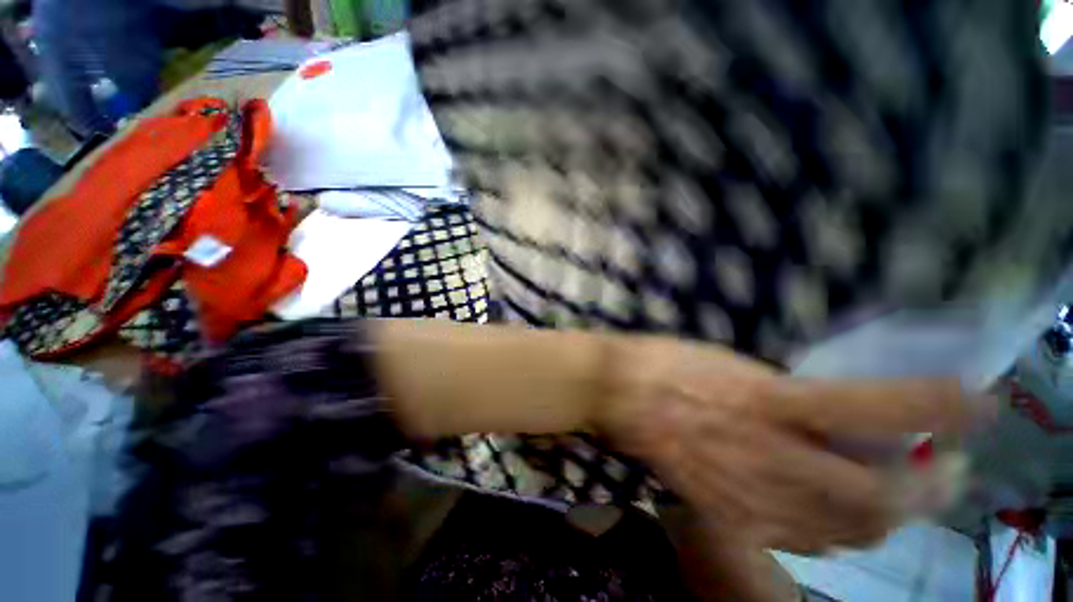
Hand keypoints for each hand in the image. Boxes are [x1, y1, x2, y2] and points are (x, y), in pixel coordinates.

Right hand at [594, 335, 988, 553]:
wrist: (617, 390)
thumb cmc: (667, 361)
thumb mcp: (730, 360)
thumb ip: (787, 391)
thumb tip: (837, 415)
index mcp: (765, 401)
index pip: (876, 409)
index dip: (939, 406)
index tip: (980, 403)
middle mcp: (766, 454)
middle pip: (877, 498)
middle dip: (928, 486)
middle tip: (943, 466)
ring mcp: (744, 493)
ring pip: (843, 533)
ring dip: (887, 517)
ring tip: (897, 495)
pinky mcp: (722, 513)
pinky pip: (795, 545)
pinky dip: (829, 537)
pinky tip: (831, 521)